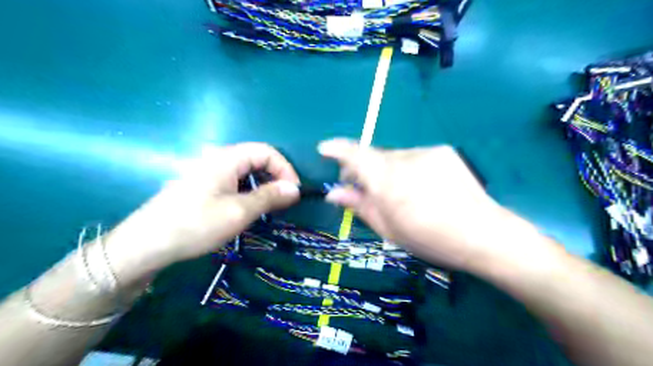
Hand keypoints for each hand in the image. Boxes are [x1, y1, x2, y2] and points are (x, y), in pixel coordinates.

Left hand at [106, 143, 300, 285]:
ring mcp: (207, 170)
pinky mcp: (201, 184)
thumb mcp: (239, 212)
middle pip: (256, 158)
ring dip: (262, 185)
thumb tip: (296, 189)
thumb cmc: (196, 224)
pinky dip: (248, 190)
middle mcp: (217, 158)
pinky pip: (233, 180)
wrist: (146, 244)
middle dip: (275, 177)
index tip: (294, 192)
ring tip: (269, 207)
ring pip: (245, 171)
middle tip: (284, 201)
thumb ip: (270, 197)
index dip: (285, 168)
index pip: (266, 151)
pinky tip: (247, 207)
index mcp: (226, 158)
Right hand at [320, 139, 531, 272]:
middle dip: (363, 168)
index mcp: (387, 182)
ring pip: (394, 157)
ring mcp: (425, 153)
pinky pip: (414, 156)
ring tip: (401, 193)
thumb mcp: (389, 229)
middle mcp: (404, 160)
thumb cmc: (430, 239)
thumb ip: (359, 206)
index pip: (355, 155)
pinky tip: (422, 187)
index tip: (324, 148)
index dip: (336, 149)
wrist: (484, 234)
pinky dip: (408, 168)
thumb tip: (333, 192)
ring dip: (388, 170)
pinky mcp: (442, 151)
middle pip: (374, 156)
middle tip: (363, 187)